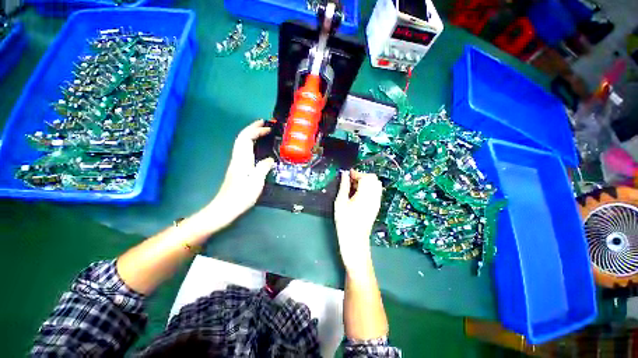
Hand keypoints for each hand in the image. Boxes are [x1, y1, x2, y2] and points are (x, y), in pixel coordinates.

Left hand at [203, 120, 273, 227]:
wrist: (225, 208)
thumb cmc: (241, 196)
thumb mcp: (256, 182)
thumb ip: (263, 167)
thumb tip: (270, 159)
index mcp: (242, 159)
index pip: (246, 138)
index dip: (256, 130)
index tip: (268, 128)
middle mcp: (238, 158)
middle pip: (242, 138)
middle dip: (252, 128)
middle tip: (264, 124)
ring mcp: (237, 163)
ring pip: (242, 144)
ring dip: (251, 135)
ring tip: (262, 132)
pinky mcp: (238, 169)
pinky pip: (244, 151)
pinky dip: (251, 144)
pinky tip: (258, 148)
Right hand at [334, 170, 382, 273]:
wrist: (355, 240)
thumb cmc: (345, 221)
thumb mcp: (340, 202)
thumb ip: (343, 186)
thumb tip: (344, 174)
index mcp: (365, 195)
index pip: (366, 177)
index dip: (356, 173)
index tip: (347, 174)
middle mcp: (374, 197)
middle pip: (373, 179)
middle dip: (362, 176)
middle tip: (350, 180)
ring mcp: (377, 202)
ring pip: (376, 184)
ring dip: (366, 181)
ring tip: (354, 187)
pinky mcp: (377, 206)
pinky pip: (376, 191)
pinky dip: (369, 188)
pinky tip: (359, 194)